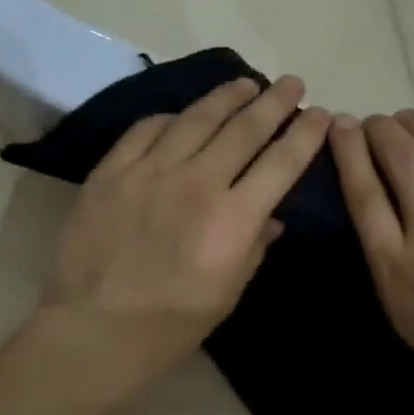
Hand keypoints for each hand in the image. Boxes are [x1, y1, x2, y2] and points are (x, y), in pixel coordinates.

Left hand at [38, 75, 330, 398]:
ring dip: (225, 97)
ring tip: (244, 83)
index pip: (281, 162)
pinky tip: (181, 115)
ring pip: (195, 118)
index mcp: (233, 219)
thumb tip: (271, 217)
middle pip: (243, 129)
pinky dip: (170, 118)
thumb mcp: (228, 294)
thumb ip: (253, 247)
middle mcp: (197, 182)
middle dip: (273, 102)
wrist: (94, 330)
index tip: (319, 114)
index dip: (304, 134)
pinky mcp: (110, 172)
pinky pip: (145, 130)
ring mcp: (149, 172)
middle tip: (291, 83)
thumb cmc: (170, 326)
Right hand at [329, 110, 413, 414]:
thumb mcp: (411, 328)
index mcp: (398, 269)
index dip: (349, 153)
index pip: (364, 196)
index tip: (340, 126)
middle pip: (401, 163)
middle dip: (382, 131)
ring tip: (408, 117)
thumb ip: (396, 278)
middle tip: (375, 120)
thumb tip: (393, 240)